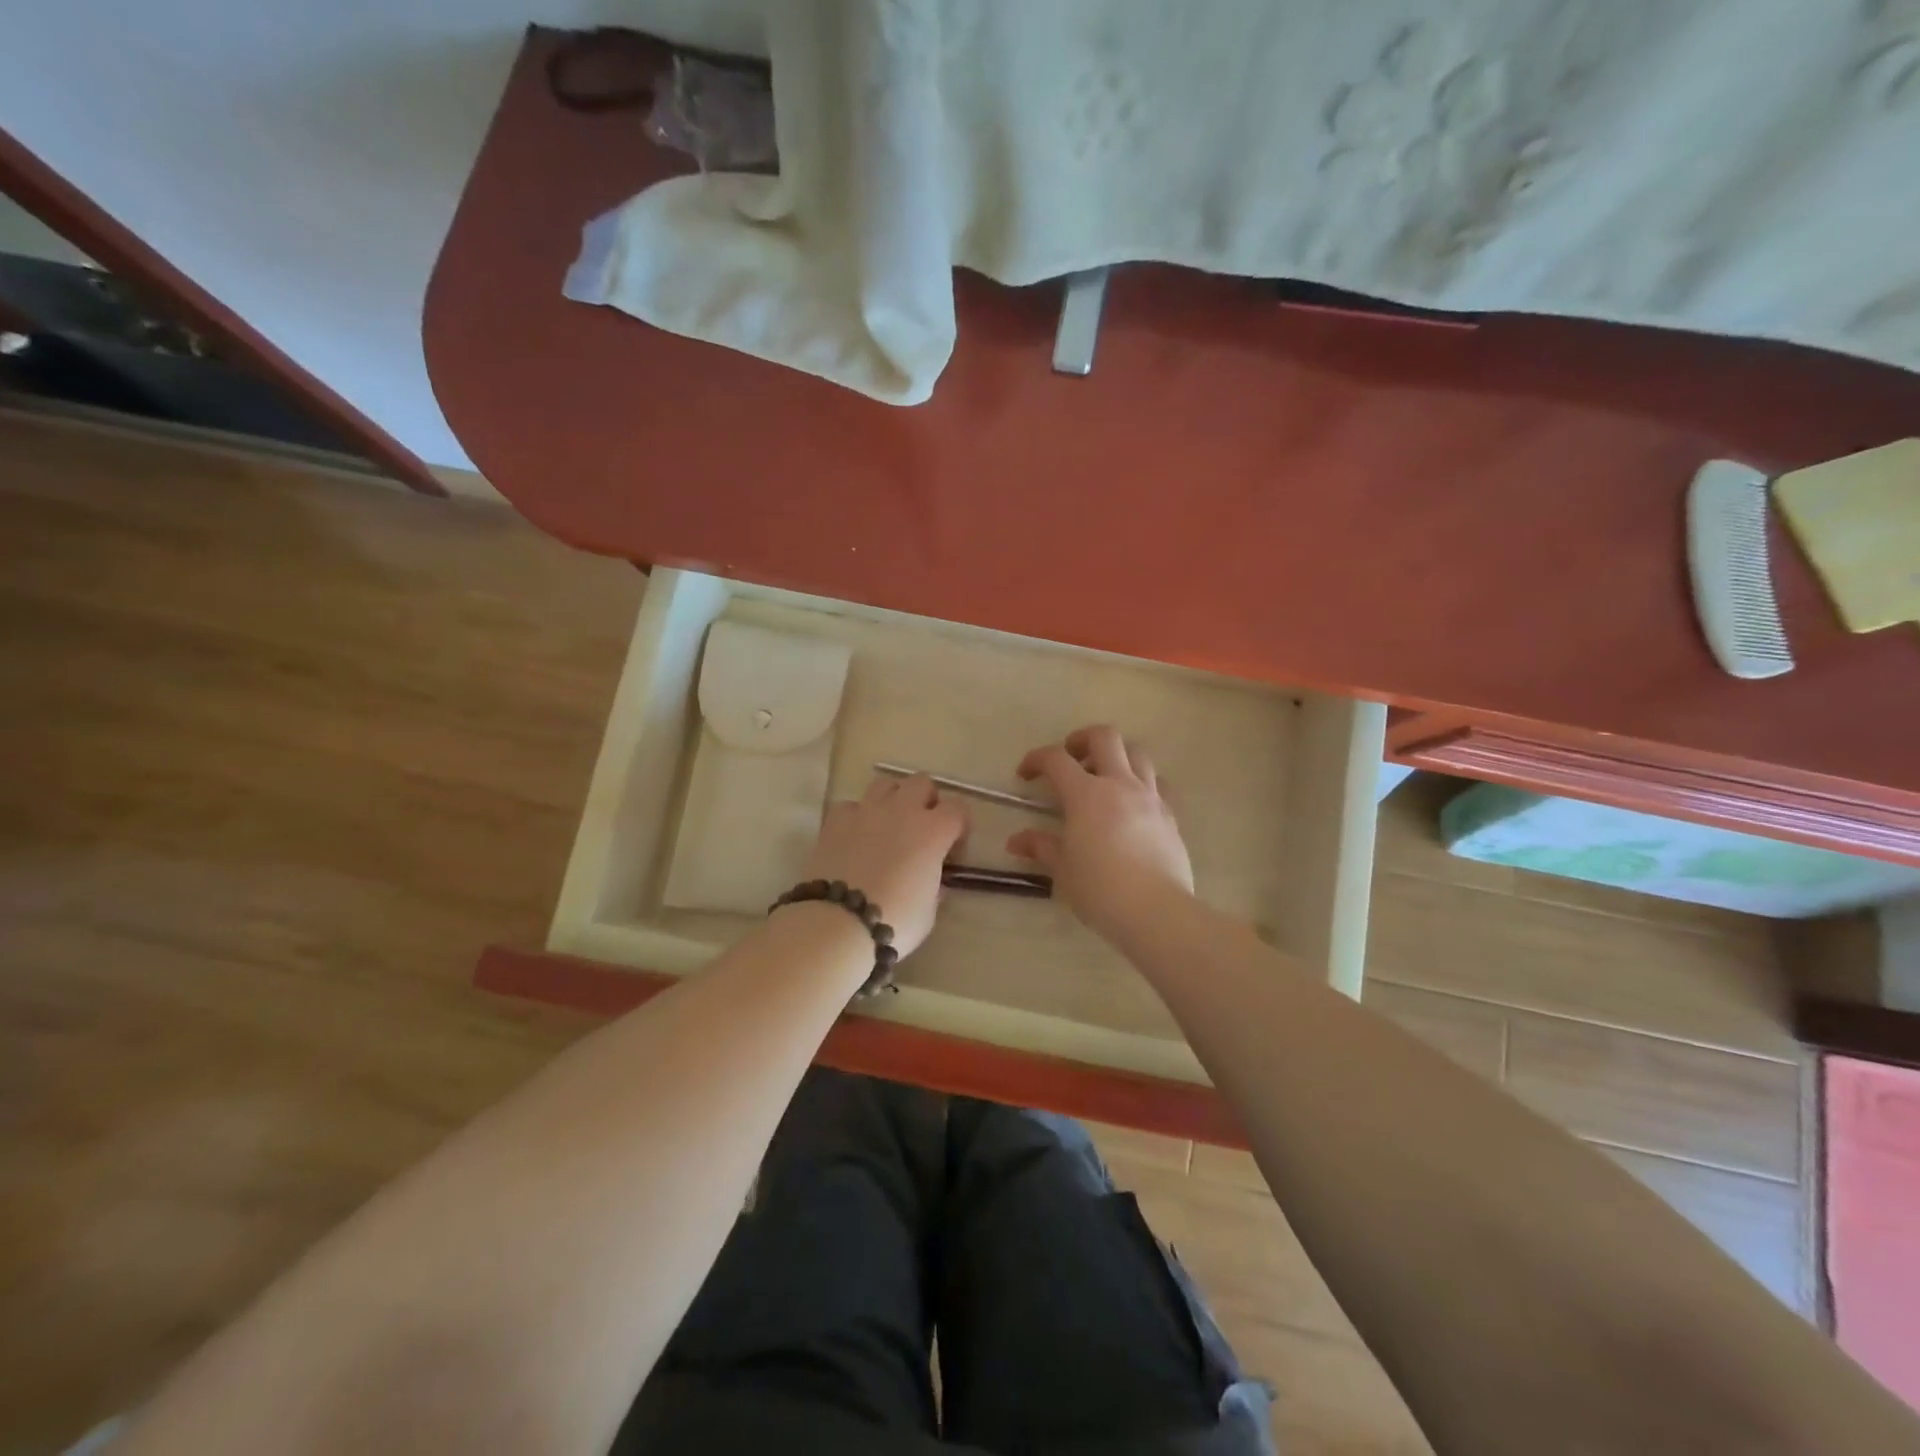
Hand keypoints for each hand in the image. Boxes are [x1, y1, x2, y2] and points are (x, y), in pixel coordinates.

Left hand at [799, 774, 969, 957]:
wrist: (838, 923)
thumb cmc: (894, 920)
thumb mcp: (929, 909)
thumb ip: (934, 885)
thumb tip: (932, 880)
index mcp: (933, 831)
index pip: (958, 809)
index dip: (959, 827)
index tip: (952, 851)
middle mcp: (902, 810)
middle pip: (922, 782)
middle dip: (926, 801)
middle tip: (922, 831)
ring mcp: (866, 811)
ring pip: (885, 784)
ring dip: (892, 800)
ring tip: (888, 827)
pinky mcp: (835, 820)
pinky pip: (851, 805)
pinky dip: (856, 817)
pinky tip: (855, 838)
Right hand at [1008, 725, 1193, 939]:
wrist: (1156, 911)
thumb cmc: (1100, 889)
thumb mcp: (1063, 869)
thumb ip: (1041, 847)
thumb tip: (1016, 841)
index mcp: (1086, 794)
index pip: (1056, 759)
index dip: (1036, 759)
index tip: (1025, 775)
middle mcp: (1120, 784)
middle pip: (1105, 737)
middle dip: (1082, 739)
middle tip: (1071, 758)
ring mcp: (1151, 797)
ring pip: (1137, 754)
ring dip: (1117, 756)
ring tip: (1104, 777)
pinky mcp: (1171, 816)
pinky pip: (1158, 784)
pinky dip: (1142, 783)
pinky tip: (1133, 804)